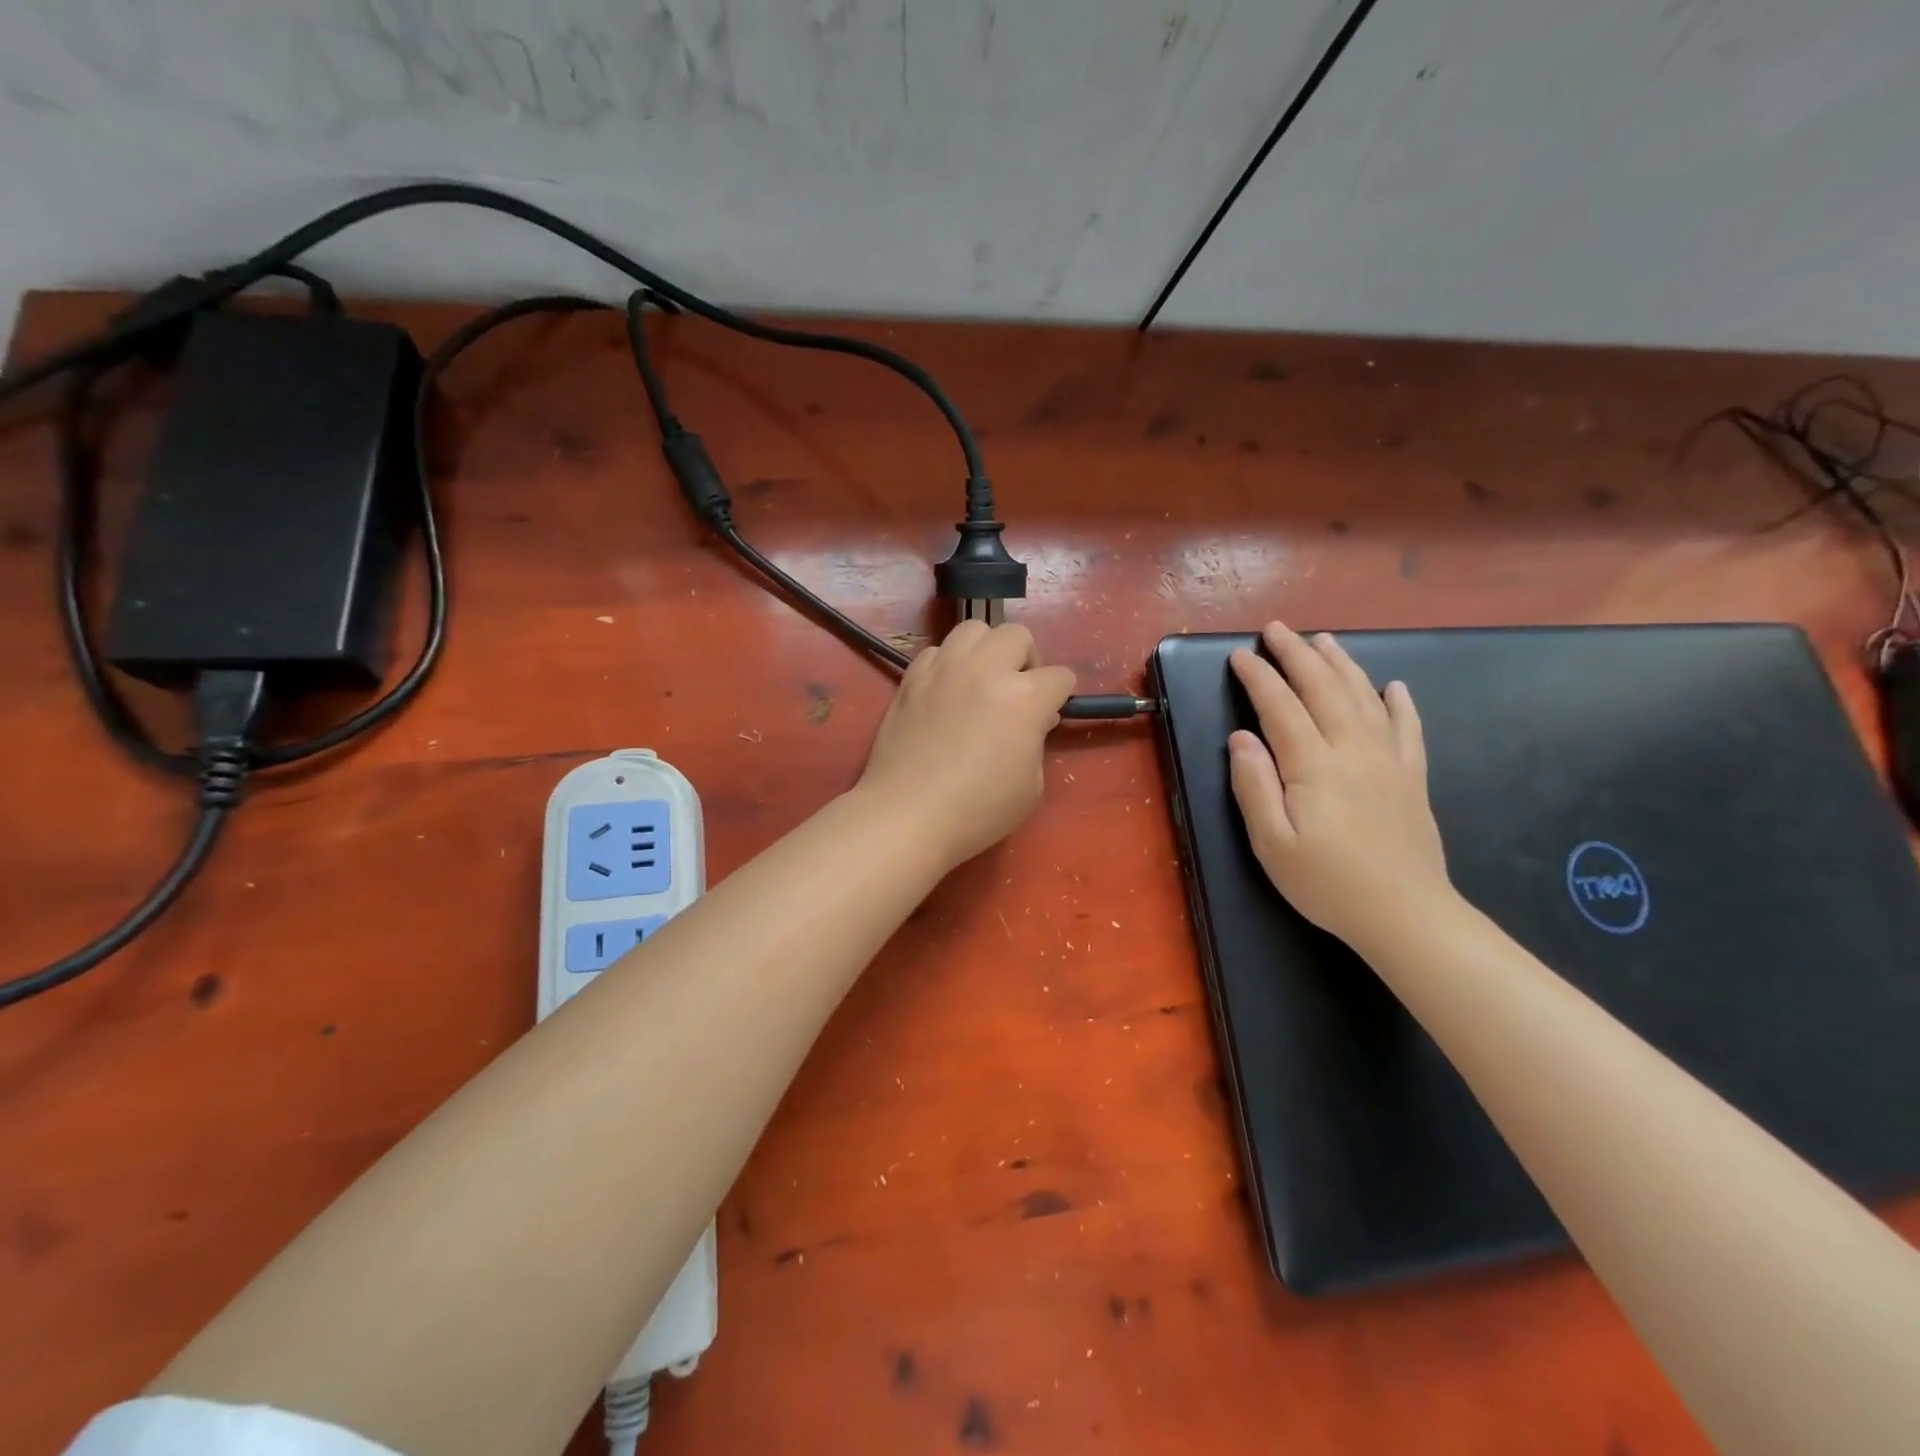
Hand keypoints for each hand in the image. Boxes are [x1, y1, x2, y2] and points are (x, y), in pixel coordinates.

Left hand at [857, 621, 1075, 871]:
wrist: (908, 814)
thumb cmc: (978, 810)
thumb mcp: (1032, 786)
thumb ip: (1037, 741)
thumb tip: (1032, 720)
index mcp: (1024, 697)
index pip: (1060, 677)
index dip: (1060, 696)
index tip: (1049, 716)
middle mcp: (985, 670)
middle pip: (1017, 635)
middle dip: (1026, 660)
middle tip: (1017, 691)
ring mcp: (944, 669)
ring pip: (974, 629)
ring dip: (987, 650)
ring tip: (981, 680)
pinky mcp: (912, 678)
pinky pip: (937, 650)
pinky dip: (949, 663)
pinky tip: (947, 691)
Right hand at [1228, 623, 1451, 948]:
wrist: (1405, 914)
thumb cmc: (1326, 882)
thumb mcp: (1272, 843)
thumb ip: (1254, 786)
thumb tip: (1241, 738)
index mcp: (1313, 765)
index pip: (1280, 707)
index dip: (1259, 677)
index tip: (1240, 655)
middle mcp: (1353, 750)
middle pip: (1323, 689)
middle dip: (1297, 655)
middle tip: (1277, 629)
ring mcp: (1388, 760)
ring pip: (1364, 697)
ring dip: (1341, 664)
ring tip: (1323, 640)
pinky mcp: (1412, 777)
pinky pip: (1407, 728)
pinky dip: (1399, 703)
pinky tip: (1393, 686)